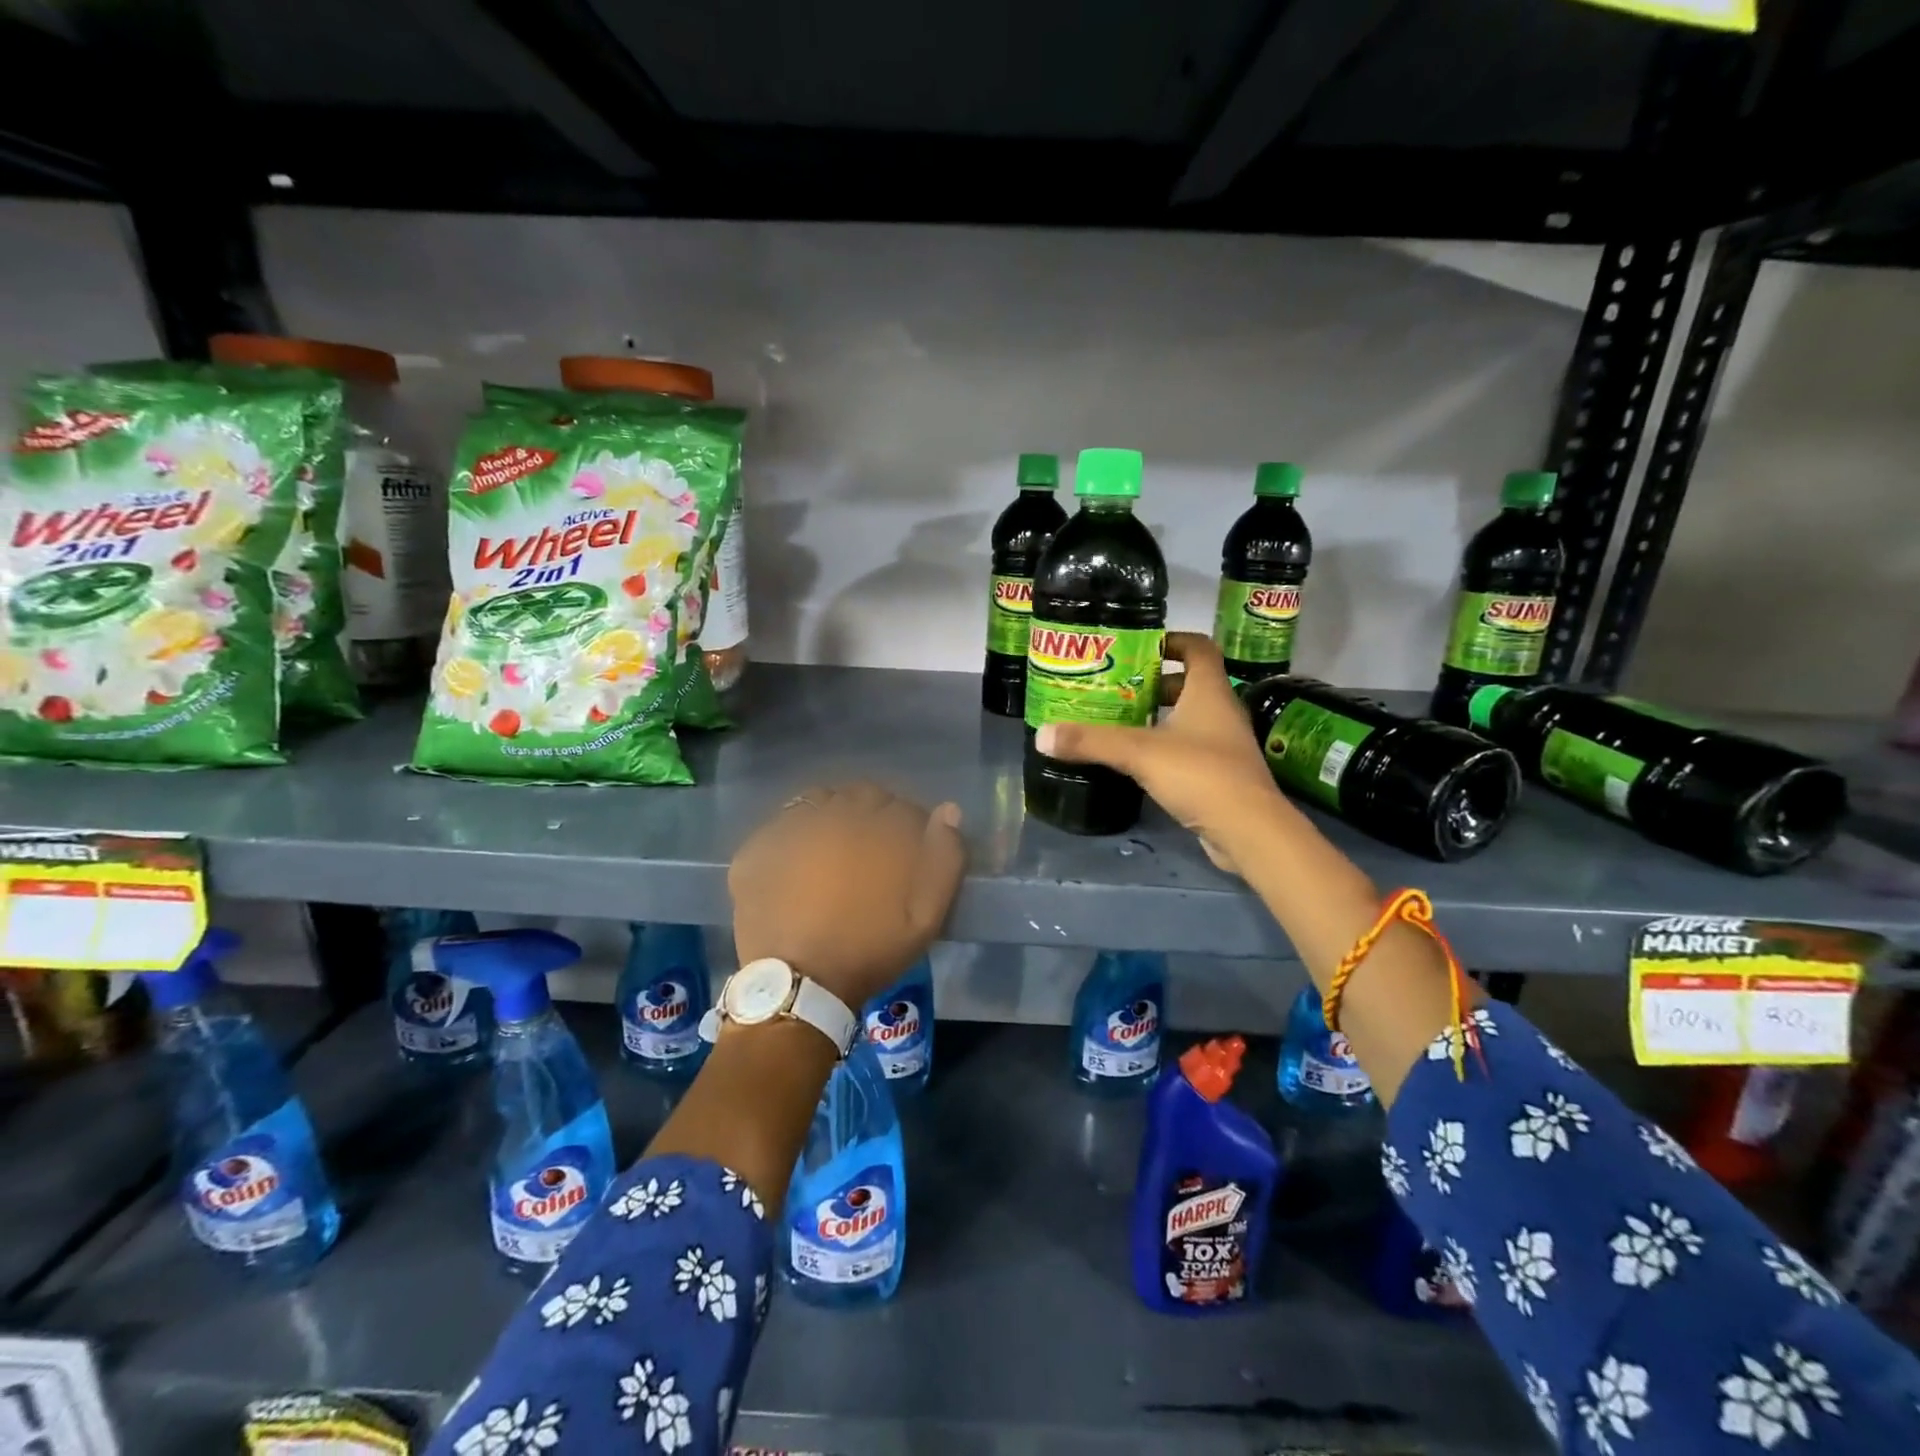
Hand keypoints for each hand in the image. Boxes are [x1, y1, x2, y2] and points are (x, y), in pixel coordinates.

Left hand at [729, 783, 965, 1011]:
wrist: (799, 987)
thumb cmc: (869, 951)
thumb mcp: (926, 916)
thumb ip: (944, 859)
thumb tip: (948, 811)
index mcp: (875, 829)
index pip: (901, 807)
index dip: (910, 827)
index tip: (910, 852)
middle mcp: (831, 816)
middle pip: (860, 797)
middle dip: (873, 816)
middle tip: (872, 852)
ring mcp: (788, 829)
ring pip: (818, 802)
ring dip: (833, 817)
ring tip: (834, 852)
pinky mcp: (755, 849)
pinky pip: (780, 826)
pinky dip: (793, 836)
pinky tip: (797, 864)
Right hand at [1035, 632, 1289, 874]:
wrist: (1249, 831)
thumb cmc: (1201, 774)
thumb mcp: (1139, 753)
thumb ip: (1091, 742)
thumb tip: (1041, 735)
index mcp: (1209, 692)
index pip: (1198, 648)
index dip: (1171, 641)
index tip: (1137, 647)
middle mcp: (1221, 712)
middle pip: (1189, 684)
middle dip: (1153, 683)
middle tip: (1116, 688)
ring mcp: (1224, 745)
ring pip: (1189, 719)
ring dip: (1158, 717)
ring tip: (1119, 722)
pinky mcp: (1221, 775)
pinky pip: (1190, 749)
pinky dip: (1165, 747)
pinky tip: (1138, 761)